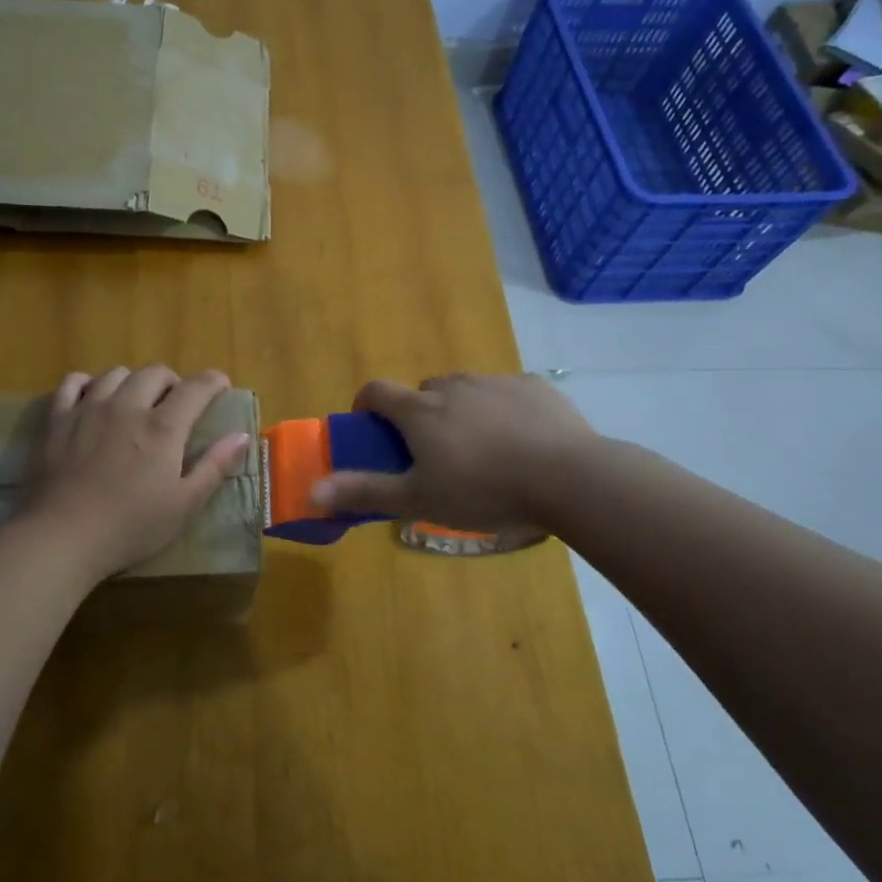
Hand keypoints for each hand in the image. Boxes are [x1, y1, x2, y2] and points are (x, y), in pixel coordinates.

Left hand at [18, 365, 252, 580]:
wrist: (62, 537)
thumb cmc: (130, 527)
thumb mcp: (184, 505)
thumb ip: (214, 466)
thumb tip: (241, 435)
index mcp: (163, 427)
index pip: (196, 387)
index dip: (213, 382)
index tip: (220, 387)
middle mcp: (128, 406)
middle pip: (155, 372)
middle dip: (173, 381)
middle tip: (175, 403)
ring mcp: (89, 408)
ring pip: (117, 373)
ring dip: (133, 382)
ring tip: (135, 402)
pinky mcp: (57, 419)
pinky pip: (74, 382)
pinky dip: (88, 383)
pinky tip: (93, 399)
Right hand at [311, 373, 597, 534]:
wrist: (570, 478)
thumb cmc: (484, 490)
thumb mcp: (418, 499)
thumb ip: (365, 492)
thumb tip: (311, 491)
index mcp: (420, 410)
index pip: (376, 391)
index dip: (366, 406)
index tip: (372, 430)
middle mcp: (453, 386)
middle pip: (423, 392)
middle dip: (420, 416)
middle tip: (435, 454)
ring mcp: (496, 382)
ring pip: (465, 391)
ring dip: (462, 411)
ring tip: (483, 451)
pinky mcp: (534, 386)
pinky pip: (506, 393)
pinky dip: (503, 410)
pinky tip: (522, 442)